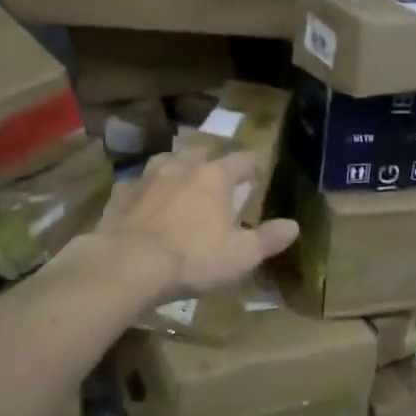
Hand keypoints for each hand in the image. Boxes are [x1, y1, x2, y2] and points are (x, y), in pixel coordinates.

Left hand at [88, 149, 298, 297]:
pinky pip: (138, 183)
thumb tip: (294, 225)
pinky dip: (146, 189)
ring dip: (178, 166)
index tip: (258, 171)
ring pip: (167, 160)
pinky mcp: (121, 193)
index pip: (242, 160)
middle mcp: (182, 167)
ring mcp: (148, 177)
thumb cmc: (194, 257)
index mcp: (216, 176)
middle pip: (202, 151)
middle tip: (219, 175)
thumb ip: (269, 238)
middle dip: (213, 159)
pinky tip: (146, 201)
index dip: (253, 164)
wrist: (129, 264)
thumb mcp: (242, 255)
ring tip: (182, 180)